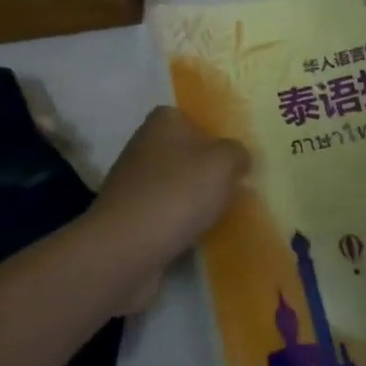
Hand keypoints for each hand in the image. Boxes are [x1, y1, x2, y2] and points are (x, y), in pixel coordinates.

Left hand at [88, 107, 248, 277]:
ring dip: (194, 199)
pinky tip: (195, 234)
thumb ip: (236, 153)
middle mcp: (144, 144)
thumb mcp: (223, 163)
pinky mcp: (130, 212)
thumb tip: (237, 158)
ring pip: (176, 183)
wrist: (127, 245)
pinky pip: (165, 211)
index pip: (194, 120)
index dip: (216, 139)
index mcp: (163, 121)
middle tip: (233, 190)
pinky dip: (179, 221)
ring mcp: (134, 180)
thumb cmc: (178, 192)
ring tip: (218, 216)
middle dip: (207, 171)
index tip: (235, 163)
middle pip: (186, 153)